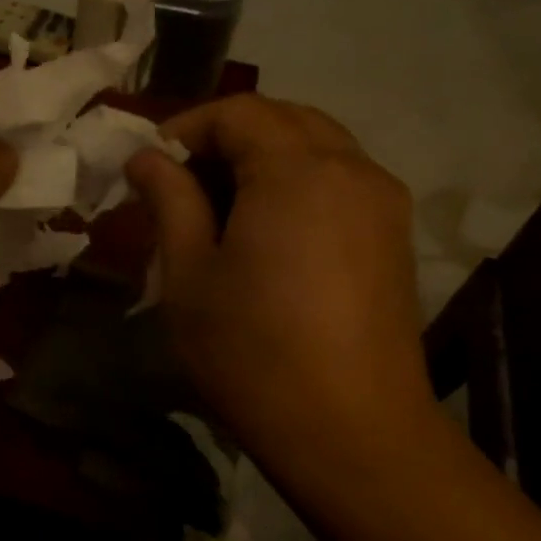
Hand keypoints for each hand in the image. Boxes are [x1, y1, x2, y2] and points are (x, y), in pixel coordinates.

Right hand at [126, 94, 434, 466]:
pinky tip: (270, 232)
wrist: (348, 428)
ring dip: (265, 158)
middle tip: (182, 182)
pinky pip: (342, 181)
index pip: (239, 111)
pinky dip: (299, 183)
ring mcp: (383, 202)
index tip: (150, 164)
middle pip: (285, 119)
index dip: (187, 127)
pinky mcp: (394, 237)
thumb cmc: (251, 350)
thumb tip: (147, 158)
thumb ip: (169, 201)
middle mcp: (351, 168)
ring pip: (319, 147)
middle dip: (228, 137)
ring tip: (222, 207)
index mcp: (296, 170)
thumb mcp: (189, 274)